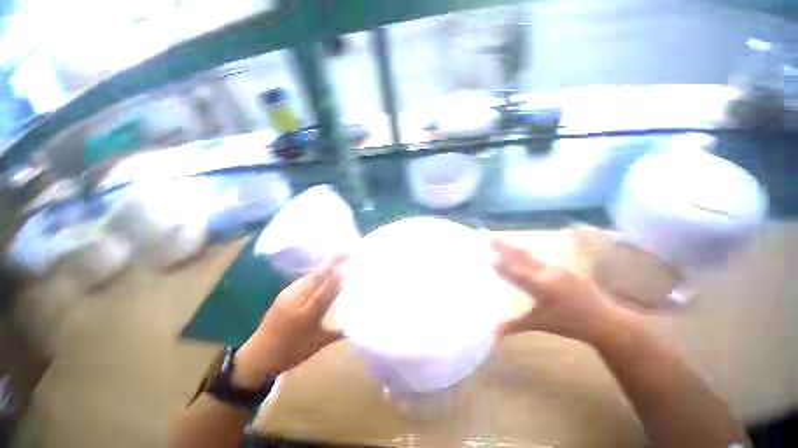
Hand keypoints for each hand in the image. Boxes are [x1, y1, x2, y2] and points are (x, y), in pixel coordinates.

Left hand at [232, 254, 347, 387]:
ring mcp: (287, 295)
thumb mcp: (319, 344)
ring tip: (339, 257)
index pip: (322, 294)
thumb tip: (357, 321)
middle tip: (347, 252)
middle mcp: (295, 302)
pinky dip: (316, 272)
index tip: (347, 268)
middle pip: (316, 278)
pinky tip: (324, 269)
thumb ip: (338, 331)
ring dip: (325, 265)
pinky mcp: (283, 292)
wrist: (260, 354)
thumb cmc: (293, 352)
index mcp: (305, 317)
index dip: (334, 280)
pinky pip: (303, 278)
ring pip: (309, 276)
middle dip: (332, 263)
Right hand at [491, 237, 625, 344]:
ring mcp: (557, 268)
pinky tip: (522, 254)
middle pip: (520, 256)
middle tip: (490, 237)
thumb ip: (514, 325)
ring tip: (502, 242)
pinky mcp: (565, 268)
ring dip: (514, 249)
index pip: (514, 272)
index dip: (500, 264)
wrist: (605, 320)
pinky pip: (541, 260)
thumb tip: (493, 332)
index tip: (486, 256)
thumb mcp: (538, 324)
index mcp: (540, 285)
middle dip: (504, 246)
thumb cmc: (569, 324)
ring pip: (530, 256)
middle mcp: (547, 272)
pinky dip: (527, 256)